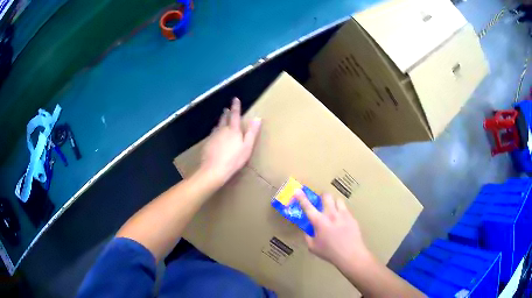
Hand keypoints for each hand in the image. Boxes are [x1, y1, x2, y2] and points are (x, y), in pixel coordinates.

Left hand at [199, 97, 260, 186]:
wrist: (214, 169)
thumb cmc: (234, 159)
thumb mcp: (247, 146)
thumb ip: (252, 132)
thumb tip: (257, 118)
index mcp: (233, 130)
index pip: (235, 115)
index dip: (235, 106)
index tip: (235, 99)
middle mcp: (222, 130)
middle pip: (224, 119)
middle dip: (226, 113)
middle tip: (226, 109)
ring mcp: (213, 136)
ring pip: (217, 126)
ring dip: (220, 121)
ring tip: (221, 119)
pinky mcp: (207, 143)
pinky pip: (212, 134)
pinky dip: (215, 131)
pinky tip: (215, 135)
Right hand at [295, 189, 370, 268]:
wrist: (350, 255)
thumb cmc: (329, 252)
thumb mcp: (313, 247)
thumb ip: (307, 237)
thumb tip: (307, 230)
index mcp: (319, 221)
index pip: (308, 206)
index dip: (301, 197)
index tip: (297, 190)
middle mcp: (331, 214)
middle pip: (326, 196)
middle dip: (322, 196)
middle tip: (321, 201)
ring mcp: (343, 215)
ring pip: (338, 200)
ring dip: (334, 203)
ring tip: (333, 210)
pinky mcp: (352, 218)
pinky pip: (346, 210)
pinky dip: (342, 212)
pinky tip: (342, 221)